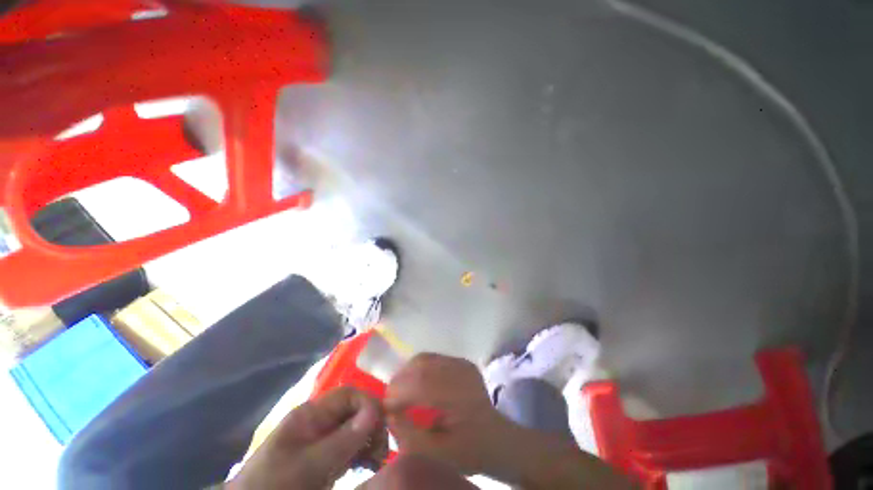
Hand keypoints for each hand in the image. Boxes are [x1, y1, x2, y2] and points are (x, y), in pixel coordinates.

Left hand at [229, 387, 386, 489]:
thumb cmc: (274, 486)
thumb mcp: (307, 466)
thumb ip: (341, 440)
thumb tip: (375, 412)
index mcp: (311, 414)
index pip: (348, 395)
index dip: (367, 403)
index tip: (382, 425)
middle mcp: (320, 422)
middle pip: (355, 411)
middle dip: (372, 425)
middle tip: (382, 450)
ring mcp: (324, 441)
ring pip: (357, 429)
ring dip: (372, 440)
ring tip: (379, 461)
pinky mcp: (326, 460)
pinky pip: (352, 448)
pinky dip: (365, 454)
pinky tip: (372, 465)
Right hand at [384, 353, 512, 474]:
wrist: (496, 437)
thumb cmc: (468, 450)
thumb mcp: (437, 454)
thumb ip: (409, 435)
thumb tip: (388, 414)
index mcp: (460, 397)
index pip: (422, 383)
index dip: (398, 392)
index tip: (386, 408)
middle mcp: (462, 373)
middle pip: (422, 365)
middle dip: (400, 381)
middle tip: (391, 400)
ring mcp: (463, 364)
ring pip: (425, 358)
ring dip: (407, 373)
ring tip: (402, 392)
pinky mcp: (462, 361)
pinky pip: (433, 358)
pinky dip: (418, 369)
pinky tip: (416, 384)